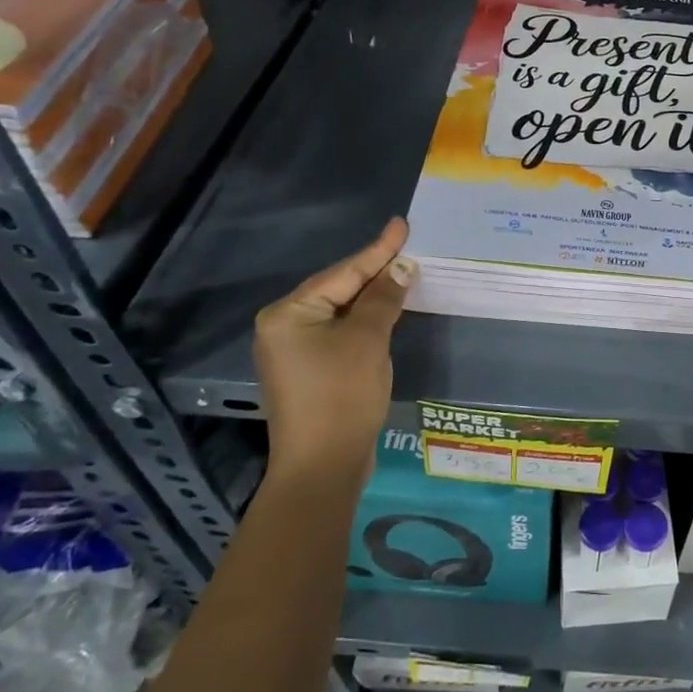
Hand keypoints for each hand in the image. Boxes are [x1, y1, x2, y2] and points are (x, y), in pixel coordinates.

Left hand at [253, 218, 412, 486]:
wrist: (323, 468)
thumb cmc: (342, 395)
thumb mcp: (368, 339)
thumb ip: (383, 298)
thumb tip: (401, 267)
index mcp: (288, 314)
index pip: (343, 273)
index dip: (378, 250)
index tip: (401, 224)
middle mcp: (284, 327)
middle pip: (339, 288)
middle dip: (375, 271)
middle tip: (408, 246)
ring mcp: (295, 351)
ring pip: (342, 311)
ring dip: (373, 295)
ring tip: (403, 270)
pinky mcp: (311, 371)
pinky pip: (341, 332)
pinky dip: (366, 320)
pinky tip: (388, 310)